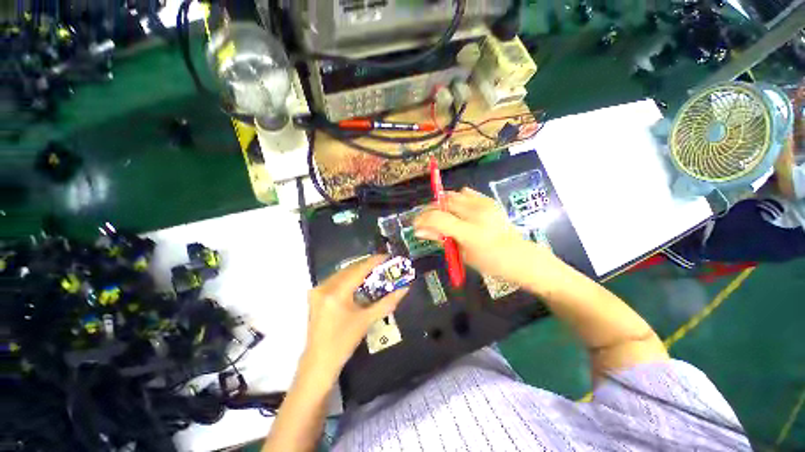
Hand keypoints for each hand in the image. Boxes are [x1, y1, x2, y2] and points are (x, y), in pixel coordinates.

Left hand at [303, 255, 407, 377]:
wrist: (319, 362)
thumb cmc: (343, 343)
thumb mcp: (367, 321)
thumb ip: (387, 302)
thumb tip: (404, 289)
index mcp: (336, 294)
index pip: (358, 270)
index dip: (374, 261)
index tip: (387, 256)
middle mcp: (324, 287)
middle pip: (349, 268)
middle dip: (367, 264)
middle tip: (383, 264)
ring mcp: (317, 290)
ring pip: (342, 272)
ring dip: (358, 270)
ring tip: (374, 270)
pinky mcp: (316, 295)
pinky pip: (335, 279)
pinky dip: (349, 277)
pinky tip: (359, 280)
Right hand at [414, 187, 552, 284]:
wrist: (520, 256)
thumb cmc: (490, 263)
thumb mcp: (462, 255)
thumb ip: (441, 239)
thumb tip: (419, 231)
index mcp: (471, 233)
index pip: (438, 218)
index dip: (422, 219)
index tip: (415, 225)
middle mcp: (477, 214)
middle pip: (443, 202)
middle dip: (430, 210)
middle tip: (426, 221)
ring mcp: (485, 205)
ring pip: (453, 195)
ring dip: (442, 204)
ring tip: (442, 216)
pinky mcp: (489, 200)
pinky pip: (466, 192)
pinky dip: (456, 199)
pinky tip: (458, 210)